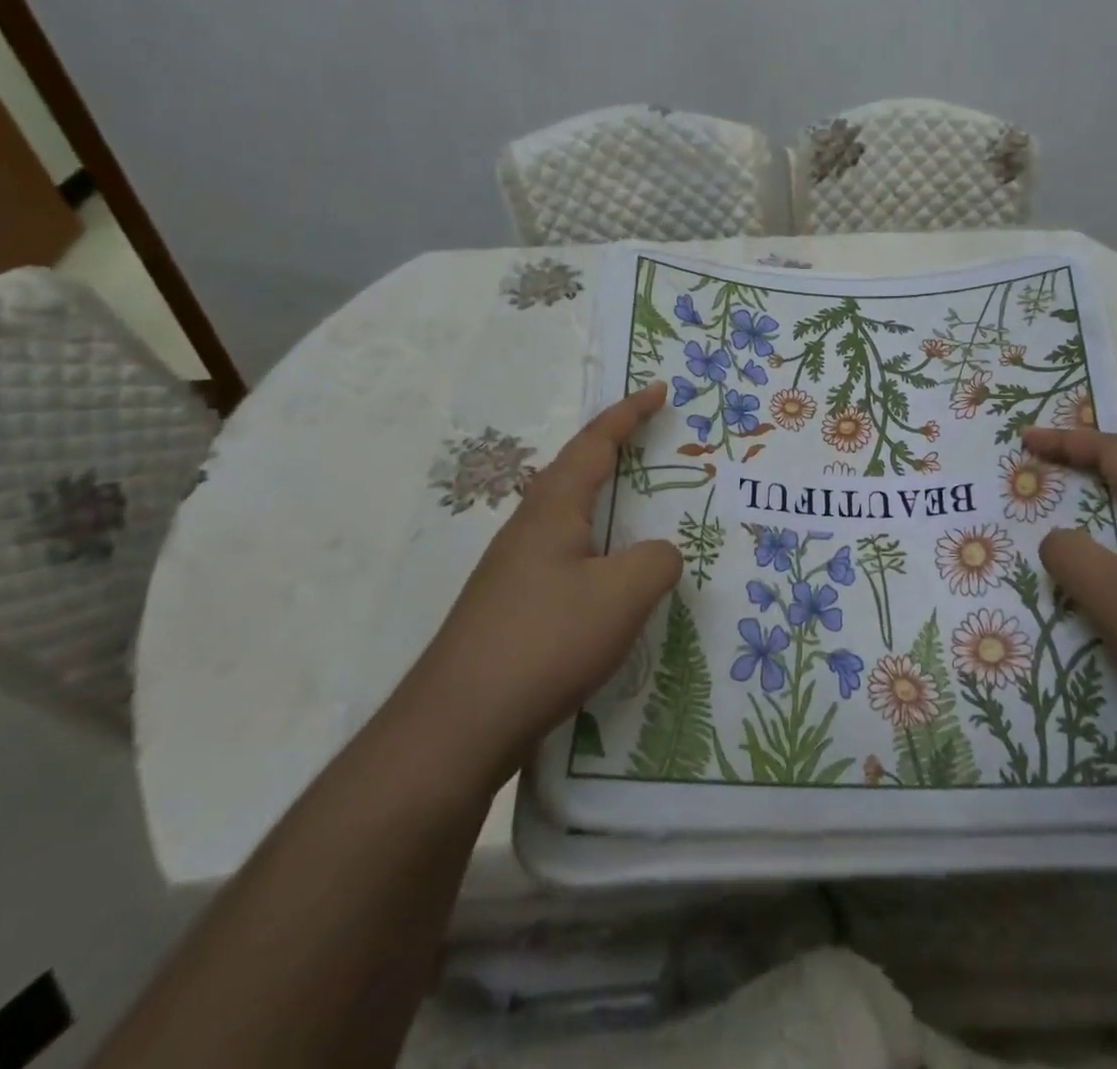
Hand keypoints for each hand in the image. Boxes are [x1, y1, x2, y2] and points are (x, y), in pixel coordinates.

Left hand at [417, 382, 682, 765]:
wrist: (456, 727)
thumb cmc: (545, 641)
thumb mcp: (623, 595)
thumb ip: (658, 561)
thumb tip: (660, 555)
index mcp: (553, 509)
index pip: (595, 443)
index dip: (629, 413)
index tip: (659, 390)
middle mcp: (529, 529)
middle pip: (575, 473)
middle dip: (615, 452)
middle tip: (653, 444)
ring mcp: (514, 571)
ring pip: (569, 520)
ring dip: (606, 506)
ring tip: (641, 514)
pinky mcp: (512, 610)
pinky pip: (567, 561)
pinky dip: (598, 552)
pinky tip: (611, 586)